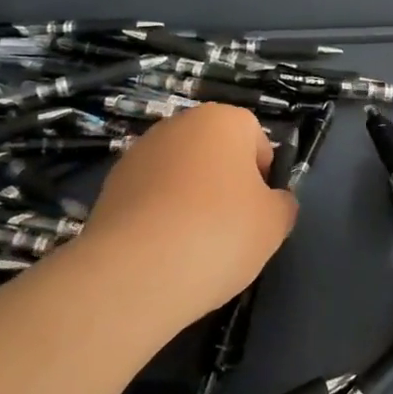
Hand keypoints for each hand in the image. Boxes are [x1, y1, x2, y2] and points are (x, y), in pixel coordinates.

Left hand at [82, 104, 296, 325]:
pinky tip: (162, 252)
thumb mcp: (275, 223)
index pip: (256, 139)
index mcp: (224, 120)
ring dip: (190, 199)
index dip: (263, 176)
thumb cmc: (219, 233)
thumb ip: (282, 204)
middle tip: (229, 228)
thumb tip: (274, 202)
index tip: (258, 212)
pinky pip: (150, 197)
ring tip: (192, 246)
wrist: (135, 273)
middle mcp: (179, 124)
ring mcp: (139, 153)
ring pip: (181, 174)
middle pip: (215, 152)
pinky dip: (159, 217)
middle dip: (224, 184)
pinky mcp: (110, 186)